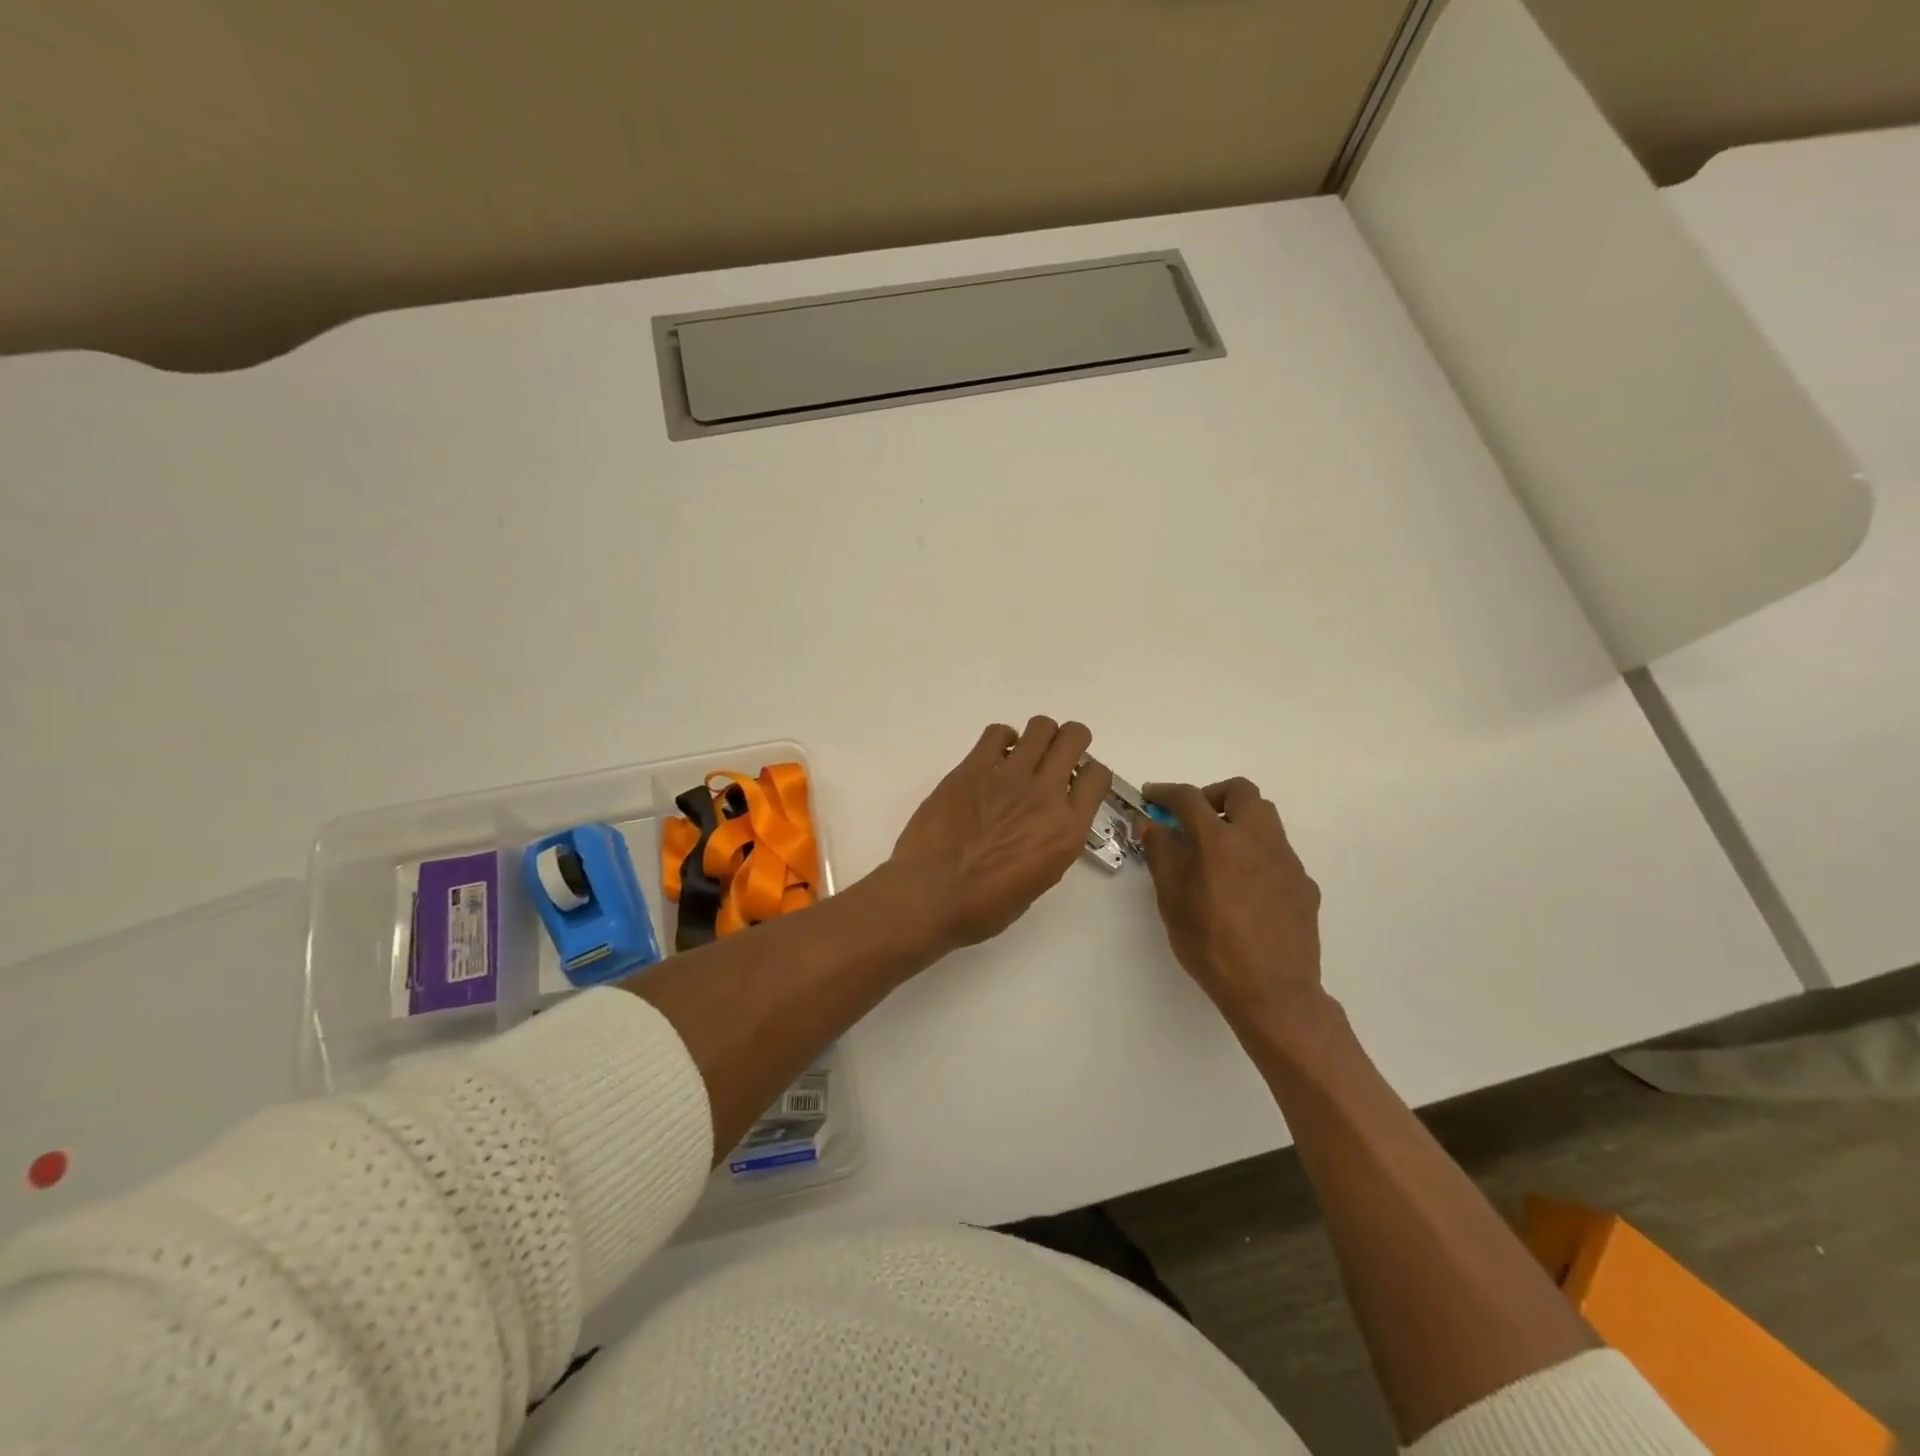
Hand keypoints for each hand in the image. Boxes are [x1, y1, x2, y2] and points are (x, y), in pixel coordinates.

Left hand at [890, 717, 1110, 948]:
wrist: (929, 895)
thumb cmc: (983, 906)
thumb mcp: (1039, 880)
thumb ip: (1052, 842)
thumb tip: (1046, 820)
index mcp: (1066, 830)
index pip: (1097, 777)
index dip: (1089, 774)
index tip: (1076, 781)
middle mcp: (1045, 795)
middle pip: (1073, 738)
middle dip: (1071, 740)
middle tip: (1057, 754)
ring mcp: (1009, 777)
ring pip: (1040, 727)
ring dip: (1039, 736)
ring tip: (1025, 754)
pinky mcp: (973, 768)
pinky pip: (996, 732)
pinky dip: (1001, 739)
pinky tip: (994, 757)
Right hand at [1142, 779, 1326, 1038]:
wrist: (1273, 991)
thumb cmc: (1211, 946)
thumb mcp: (1172, 901)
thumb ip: (1161, 855)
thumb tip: (1153, 825)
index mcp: (1219, 841)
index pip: (1189, 798)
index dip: (1165, 792)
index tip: (1152, 797)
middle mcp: (1257, 839)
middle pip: (1241, 791)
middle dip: (1213, 795)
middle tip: (1194, 818)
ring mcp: (1287, 860)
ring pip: (1265, 818)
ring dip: (1238, 820)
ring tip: (1218, 850)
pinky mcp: (1304, 883)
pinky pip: (1278, 852)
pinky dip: (1256, 853)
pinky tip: (1244, 887)